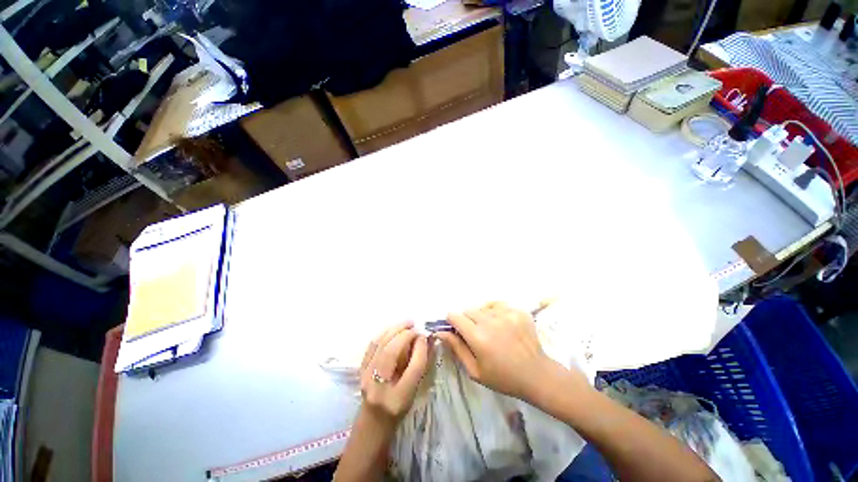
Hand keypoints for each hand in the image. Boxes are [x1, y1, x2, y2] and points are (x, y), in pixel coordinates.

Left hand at [359, 322, 429, 423]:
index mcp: (398, 399)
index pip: (413, 368)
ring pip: (380, 345)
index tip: (424, 336)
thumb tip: (426, 339)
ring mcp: (366, 377)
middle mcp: (379, 388)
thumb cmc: (399, 408)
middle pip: (391, 352)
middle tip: (415, 326)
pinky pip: (372, 345)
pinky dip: (384, 332)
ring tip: (406, 323)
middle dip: (405, 334)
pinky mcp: (360, 369)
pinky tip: (393, 328)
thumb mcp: (415, 391)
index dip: (420, 348)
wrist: (373, 421)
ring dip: (394, 329)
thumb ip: (421, 365)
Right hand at [436, 302, 563, 401]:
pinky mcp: (518, 311)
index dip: (452, 321)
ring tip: (491, 330)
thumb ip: (456, 348)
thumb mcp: (475, 370)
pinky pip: (498, 305)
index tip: (456, 329)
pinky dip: (495, 312)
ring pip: (482, 307)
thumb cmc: (503, 377)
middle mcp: (490, 321)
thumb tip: (440, 331)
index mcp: (478, 337)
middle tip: (475, 334)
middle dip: (467, 320)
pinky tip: (501, 324)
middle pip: (468, 310)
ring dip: (481, 316)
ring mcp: (506, 314)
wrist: (536, 374)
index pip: (454, 316)